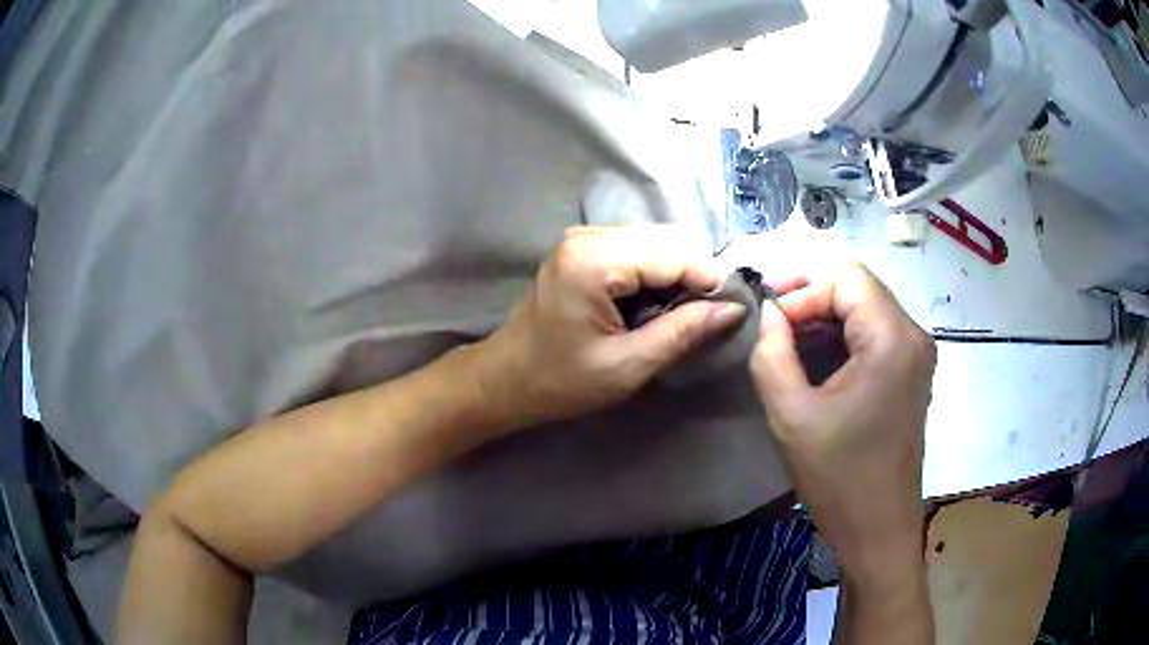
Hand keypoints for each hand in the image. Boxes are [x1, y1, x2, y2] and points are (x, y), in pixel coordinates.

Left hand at [481, 226, 746, 431]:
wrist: (506, 379)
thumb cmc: (561, 381)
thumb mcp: (628, 365)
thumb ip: (683, 331)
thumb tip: (733, 309)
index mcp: (594, 260)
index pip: (674, 253)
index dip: (709, 279)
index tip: (731, 311)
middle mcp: (588, 236)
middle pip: (667, 239)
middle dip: (694, 275)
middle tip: (706, 317)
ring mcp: (583, 238)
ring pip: (655, 241)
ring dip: (677, 274)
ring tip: (682, 314)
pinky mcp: (582, 248)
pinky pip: (636, 249)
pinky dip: (656, 272)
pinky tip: (656, 304)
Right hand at [749, 262, 935, 572]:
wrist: (878, 530)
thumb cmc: (839, 478)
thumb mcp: (792, 415)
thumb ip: (771, 353)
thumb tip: (767, 312)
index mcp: (892, 338)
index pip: (846, 277)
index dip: (802, 288)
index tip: (768, 318)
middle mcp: (913, 335)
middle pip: (859, 288)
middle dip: (812, 298)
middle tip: (770, 324)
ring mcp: (916, 355)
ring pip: (866, 309)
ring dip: (825, 318)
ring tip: (785, 341)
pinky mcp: (911, 374)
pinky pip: (874, 335)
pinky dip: (842, 338)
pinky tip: (815, 360)